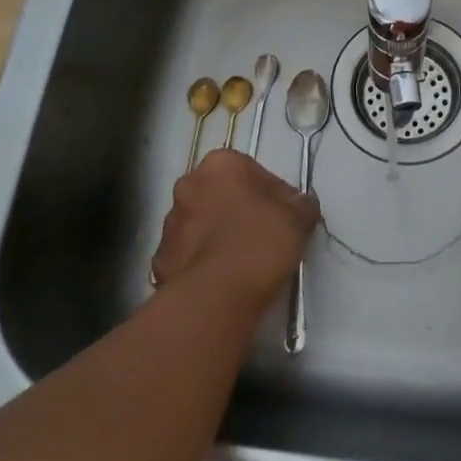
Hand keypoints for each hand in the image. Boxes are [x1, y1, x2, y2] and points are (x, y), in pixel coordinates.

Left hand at [151, 150, 320, 309]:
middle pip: (223, 194)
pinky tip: (223, 279)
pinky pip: (189, 254)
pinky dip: (203, 262)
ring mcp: (170, 223)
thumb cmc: (260, 242)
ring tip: (243, 262)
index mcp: (221, 164)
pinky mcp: (159, 259)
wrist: (216, 296)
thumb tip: (300, 206)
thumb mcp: (298, 218)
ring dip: (219, 235)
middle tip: (265, 236)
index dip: (274, 195)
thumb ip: (301, 205)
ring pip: (202, 223)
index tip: (285, 218)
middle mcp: (188, 184)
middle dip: (241, 211)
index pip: (254, 173)